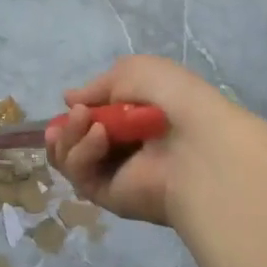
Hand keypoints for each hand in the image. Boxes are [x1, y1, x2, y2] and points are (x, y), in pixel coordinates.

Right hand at [45, 55, 241, 226]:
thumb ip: (99, 84)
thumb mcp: (137, 71)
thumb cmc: (175, 101)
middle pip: (73, 141)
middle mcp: (123, 148)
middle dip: (67, 127)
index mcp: (135, 120)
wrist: (199, 145)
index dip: (78, 112)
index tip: (73, 102)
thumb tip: (68, 99)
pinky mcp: (106, 195)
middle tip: (77, 114)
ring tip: (87, 120)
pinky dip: (82, 152)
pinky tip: (99, 136)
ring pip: (69, 157)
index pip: (92, 120)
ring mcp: (113, 173)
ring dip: (70, 136)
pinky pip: (79, 173)